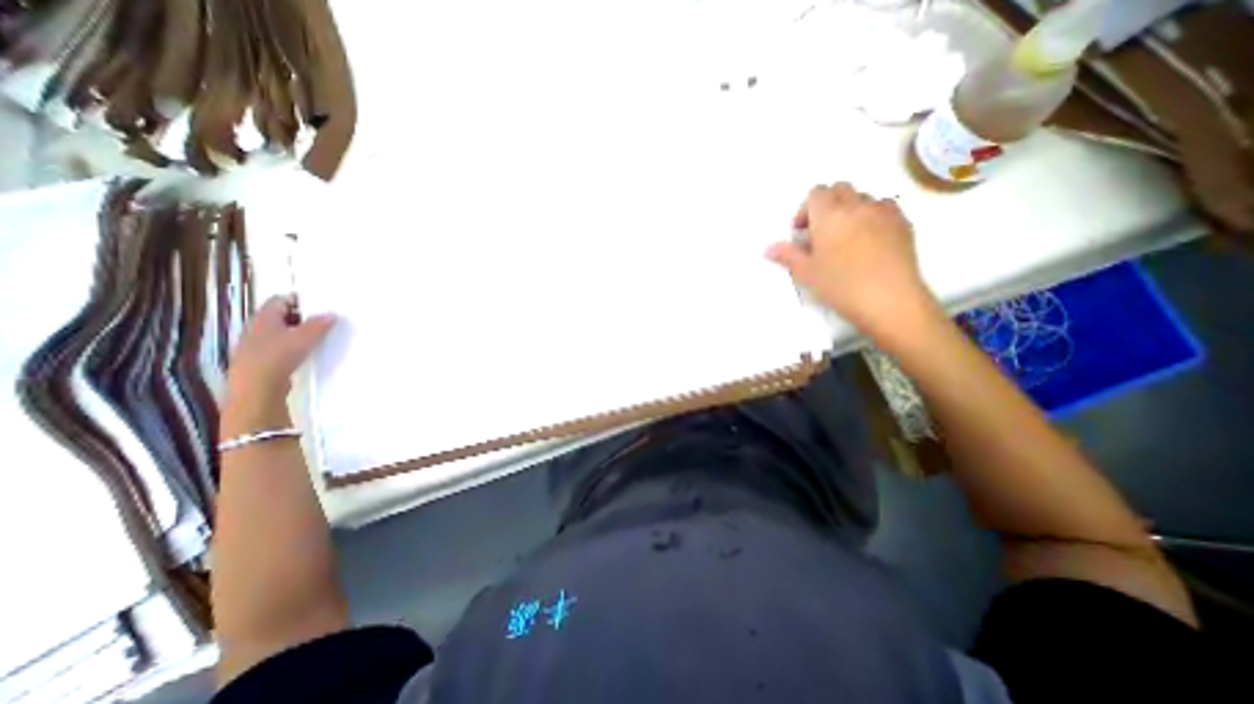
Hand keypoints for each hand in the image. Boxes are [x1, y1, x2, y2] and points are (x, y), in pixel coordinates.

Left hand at [223, 295, 333, 421]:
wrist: (257, 387)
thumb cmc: (279, 356)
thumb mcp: (305, 338)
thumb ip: (319, 325)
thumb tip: (331, 314)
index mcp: (264, 318)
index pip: (278, 300)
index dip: (296, 300)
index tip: (316, 305)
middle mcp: (255, 328)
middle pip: (277, 316)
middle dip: (298, 317)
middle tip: (320, 321)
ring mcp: (254, 345)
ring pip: (277, 333)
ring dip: (294, 333)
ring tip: (314, 338)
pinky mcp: (258, 361)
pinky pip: (276, 347)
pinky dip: (289, 347)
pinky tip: (302, 354)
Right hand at [771, 181, 933, 334]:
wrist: (889, 299)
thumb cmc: (840, 285)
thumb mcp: (807, 273)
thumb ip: (788, 256)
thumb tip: (769, 248)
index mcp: (829, 215)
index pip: (815, 193)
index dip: (804, 210)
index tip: (801, 233)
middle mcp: (857, 205)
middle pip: (839, 189)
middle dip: (827, 204)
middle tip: (819, 233)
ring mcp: (884, 212)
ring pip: (863, 197)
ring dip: (850, 210)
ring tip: (845, 237)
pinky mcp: (904, 223)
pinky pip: (884, 208)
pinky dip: (873, 216)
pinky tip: (869, 241)